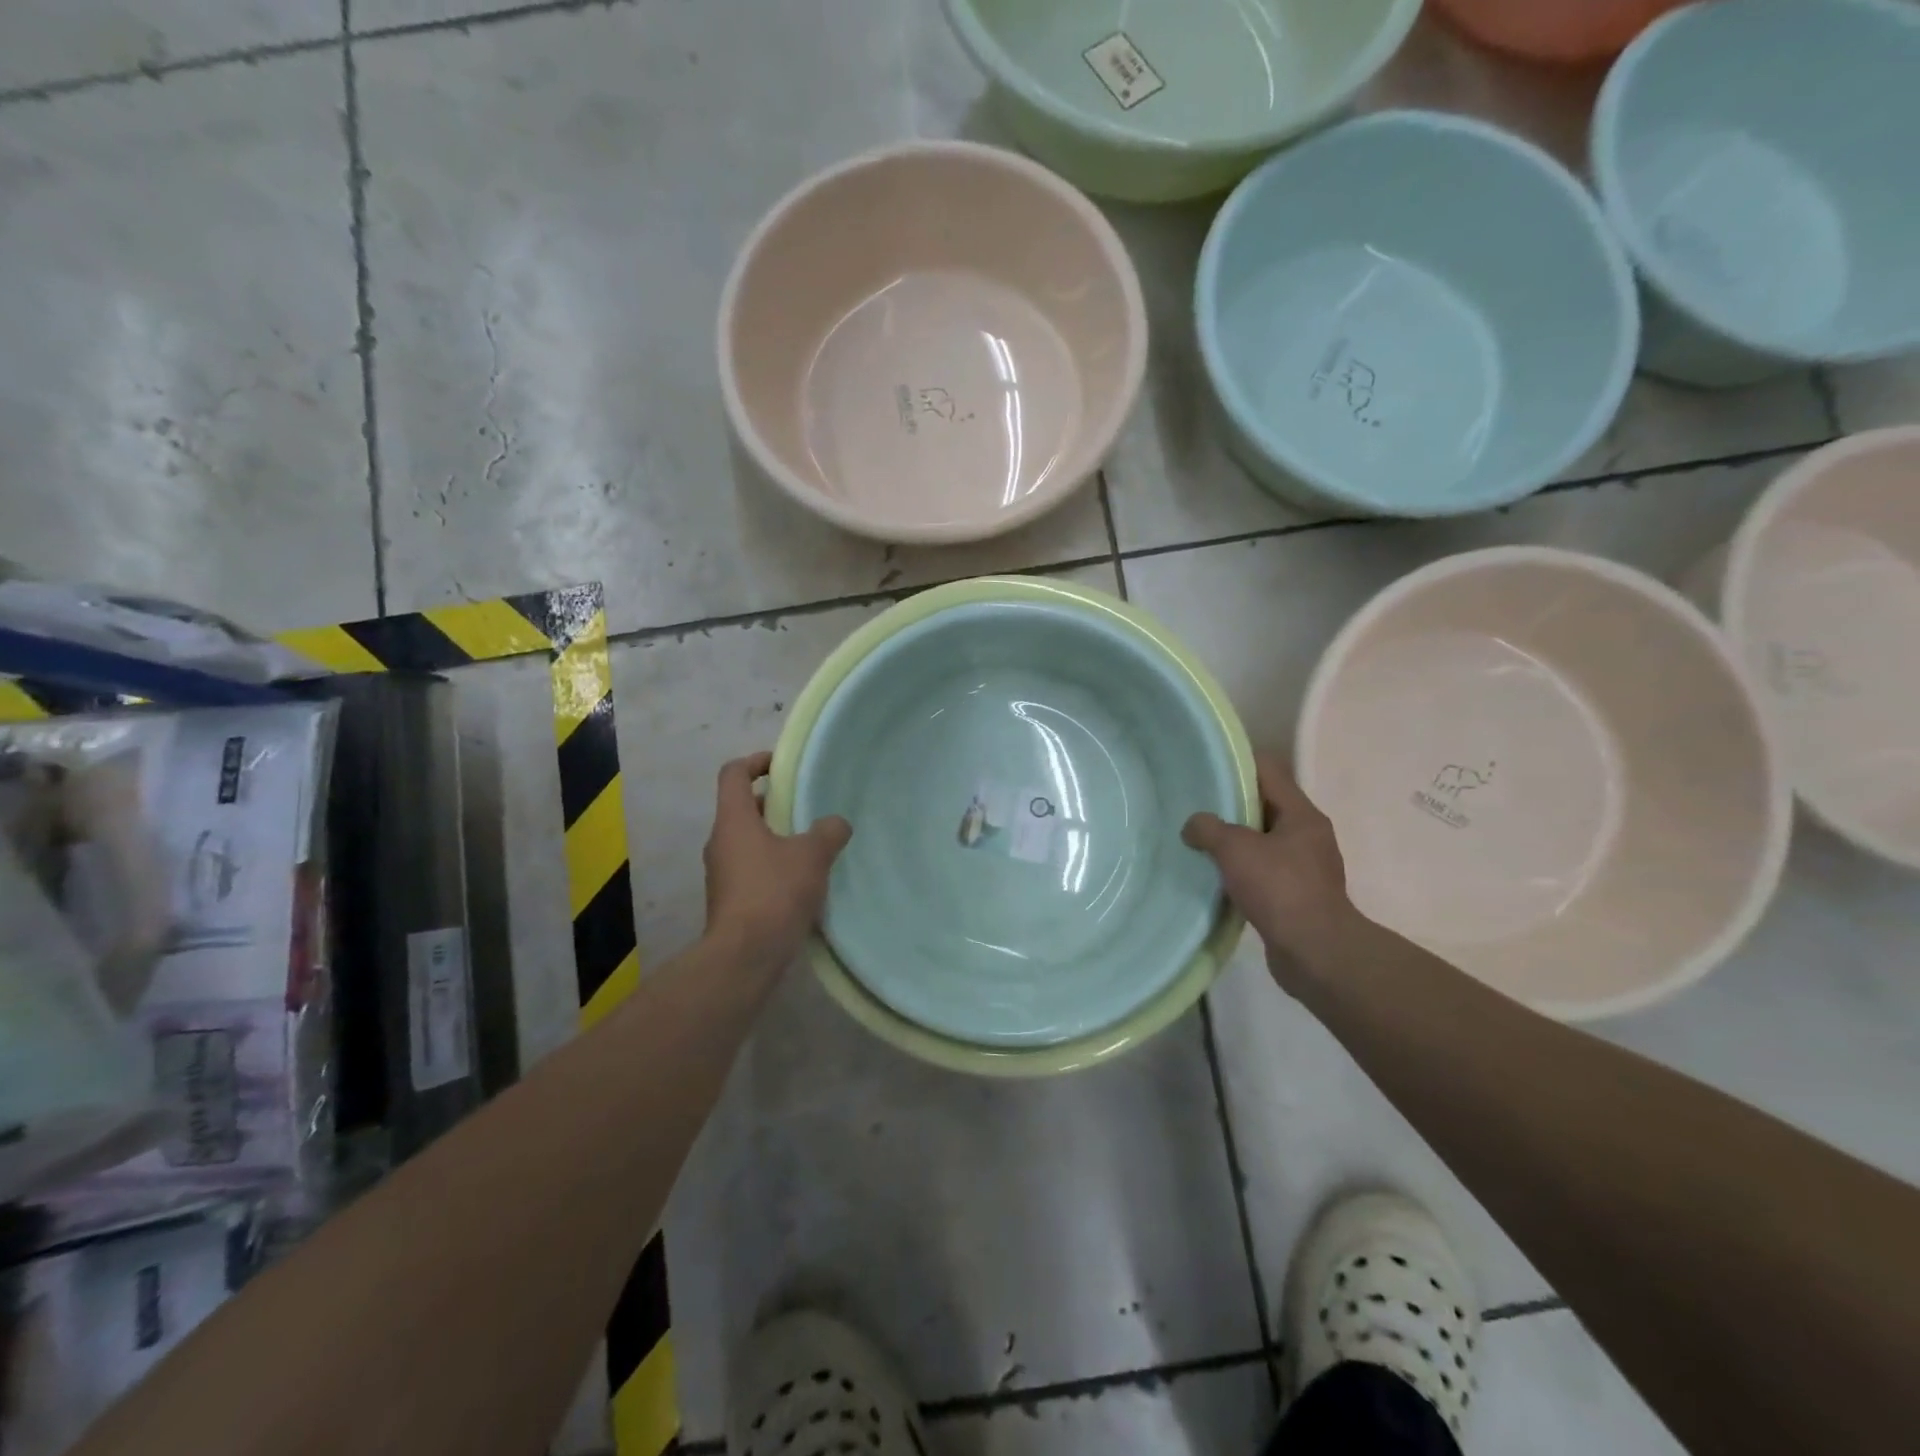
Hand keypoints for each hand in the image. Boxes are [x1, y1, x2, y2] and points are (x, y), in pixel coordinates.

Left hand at [702, 752, 850, 972]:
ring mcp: (721, 873)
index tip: (782, 766)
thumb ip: (828, 831)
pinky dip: (773, 865)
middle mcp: (720, 842)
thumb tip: (836, 824)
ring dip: (774, 837)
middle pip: (741, 807)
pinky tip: (802, 881)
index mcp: (733, 820)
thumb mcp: (812, 855)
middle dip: (772, 803)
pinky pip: (751, 869)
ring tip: (810, 845)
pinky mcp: (729, 900)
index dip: (756, 762)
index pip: (733, 774)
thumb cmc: (774, 892)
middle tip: (805, 807)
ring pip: (747, 840)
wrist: (745, 956)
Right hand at [1183, 754, 1364, 991]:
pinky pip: (1263, 871)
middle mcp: (1308, 836)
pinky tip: (1216, 876)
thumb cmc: (1279, 888)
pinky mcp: (1297, 896)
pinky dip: (1241, 869)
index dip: (1237, 763)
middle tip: (1195, 805)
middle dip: (1231, 805)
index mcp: (1302, 815)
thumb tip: (1193, 825)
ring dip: (1234, 840)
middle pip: (1265, 805)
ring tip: (1199, 841)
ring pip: (1262, 840)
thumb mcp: (1235, 849)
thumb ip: (1208, 828)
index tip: (1206, 767)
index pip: (1269, 770)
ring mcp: (1305, 867)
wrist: (1315, 952)